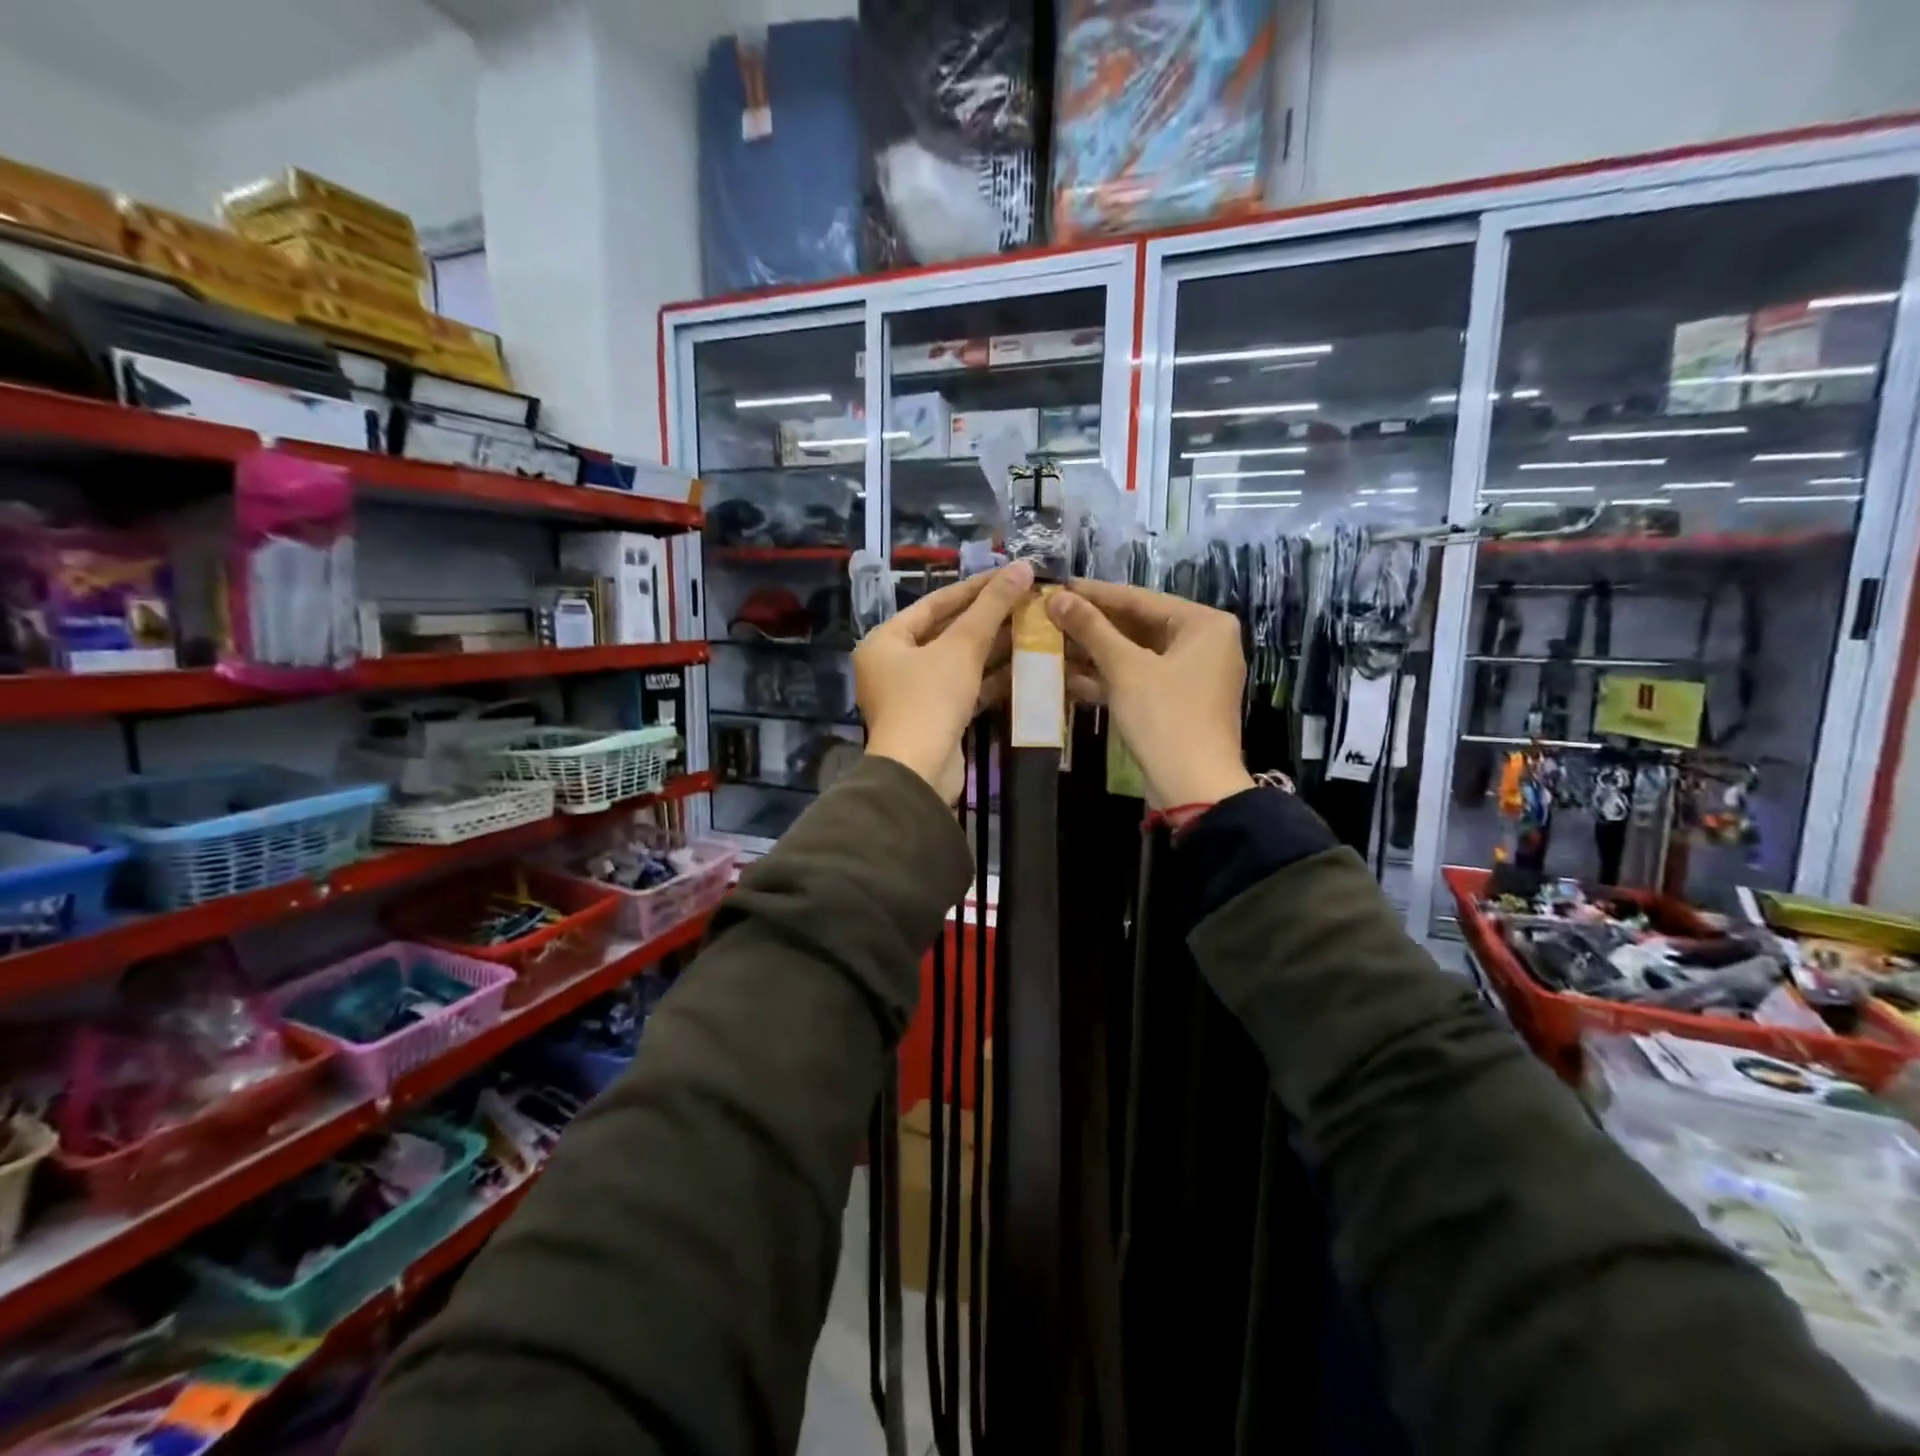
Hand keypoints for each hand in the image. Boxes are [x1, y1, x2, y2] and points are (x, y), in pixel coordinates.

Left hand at [856, 561, 1032, 798]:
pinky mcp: (934, 719)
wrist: (919, 772)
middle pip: (947, 632)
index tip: (1010, 574)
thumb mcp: (962, 647)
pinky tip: (1025, 665)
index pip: (935, 603)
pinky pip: (964, 688)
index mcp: (886, 640)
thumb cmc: (930, 699)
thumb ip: (991, 607)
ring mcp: (914, 695)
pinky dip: (990, 678)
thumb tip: (1023, 567)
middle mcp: (894, 664)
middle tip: (1027, 600)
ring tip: (1033, 627)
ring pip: (958, 662)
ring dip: (994, 648)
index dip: (975, 587)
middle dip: (988, 618)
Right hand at [1047, 578, 1255, 809]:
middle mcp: (1204, 642)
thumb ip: (1091, 629)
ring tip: (1051, 644)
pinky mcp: (1177, 701)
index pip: (1139, 599)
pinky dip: (1109, 678)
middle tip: (1049, 616)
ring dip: (1095, 653)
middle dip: (1092, 626)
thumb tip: (1055, 597)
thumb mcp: (1125, 668)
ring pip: (1135, 654)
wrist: (1193, 787)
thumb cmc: (1165, 717)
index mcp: (1204, 624)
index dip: (1093, 594)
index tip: (1056, 587)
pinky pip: (1139, 678)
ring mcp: (1192, 674)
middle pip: (1137, 625)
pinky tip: (1068, 677)